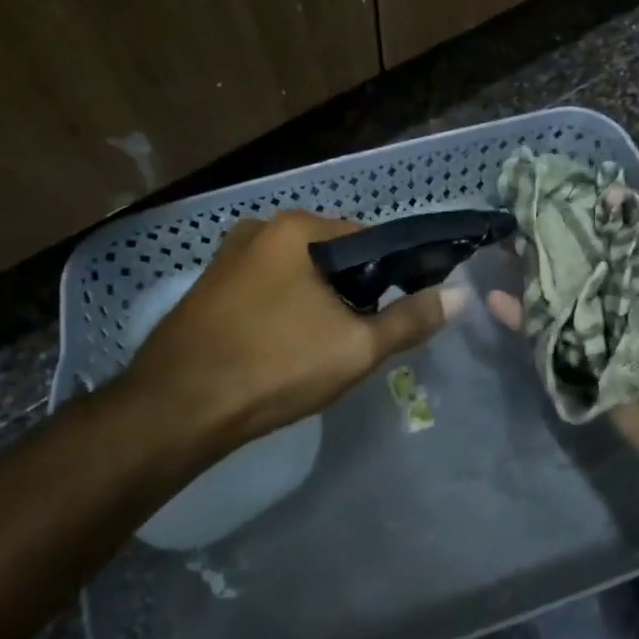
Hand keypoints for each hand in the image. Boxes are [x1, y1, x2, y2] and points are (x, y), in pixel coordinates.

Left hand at [123, 211, 467, 456]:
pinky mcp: (208, 289)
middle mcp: (259, 229)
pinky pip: (266, 291)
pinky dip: (284, 311)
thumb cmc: (275, 366)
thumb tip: (461, 296)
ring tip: (322, 349)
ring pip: (297, 275)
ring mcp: (227, 258)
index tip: (397, 312)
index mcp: (296, 229)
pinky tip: (283, 349)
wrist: (176, 409)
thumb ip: (411, 319)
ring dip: (318, 303)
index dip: (391, 274)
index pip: (368, 238)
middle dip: (352, 292)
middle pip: (330, 256)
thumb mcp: (356, 347)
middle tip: (359, 338)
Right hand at [488, 193, 638, 485]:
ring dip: (530, 271)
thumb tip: (612, 198)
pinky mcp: (578, 359)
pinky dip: (519, 315)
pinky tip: (495, 297)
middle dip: (553, 238)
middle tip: (518, 217)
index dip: (590, 210)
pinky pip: (544, 332)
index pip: (616, 230)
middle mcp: (626, 292)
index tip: (556, 193)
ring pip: (558, 291)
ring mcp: (599, 327)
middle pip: (582, 258)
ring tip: (501, 248)